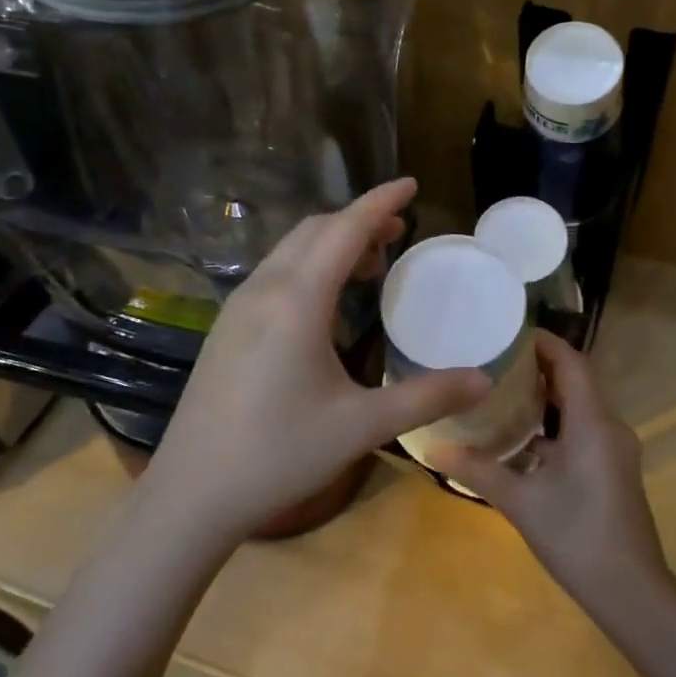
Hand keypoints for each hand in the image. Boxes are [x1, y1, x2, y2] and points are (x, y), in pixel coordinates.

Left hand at [136, 178, 489, 547]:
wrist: (191, 493)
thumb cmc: (279, 454)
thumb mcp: (362, 425)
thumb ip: (427, 396)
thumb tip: (484, 381)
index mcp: (296, 301)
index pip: (344, 230)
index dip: (379, 202)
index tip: (410, 183)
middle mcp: (263, 290)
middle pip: (314, 231)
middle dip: (358, 220)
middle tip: (399, 231)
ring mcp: (237, 308)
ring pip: (290, 250)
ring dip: (332, 243)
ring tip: (371, 265)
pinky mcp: (226, 328)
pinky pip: (275, 273)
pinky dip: (309, 265)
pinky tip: (326, 303)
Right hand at [438, 332, 668, 611]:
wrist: (631, 591)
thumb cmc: (576, 536)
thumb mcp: (520, 501)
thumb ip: (477, 469)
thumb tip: (431, 447)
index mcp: (592, 423)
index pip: (571, 363)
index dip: (544, 343)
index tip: (508, 332)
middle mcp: (609, 426)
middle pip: (577, 380)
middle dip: (540, 366)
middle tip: (496, 359)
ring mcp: (615, 449)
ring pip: (581, 406)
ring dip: (548, 395)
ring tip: (504, 389)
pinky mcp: (614, 468)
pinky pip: (585, 428)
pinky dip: (557, 422)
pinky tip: (524, 436)